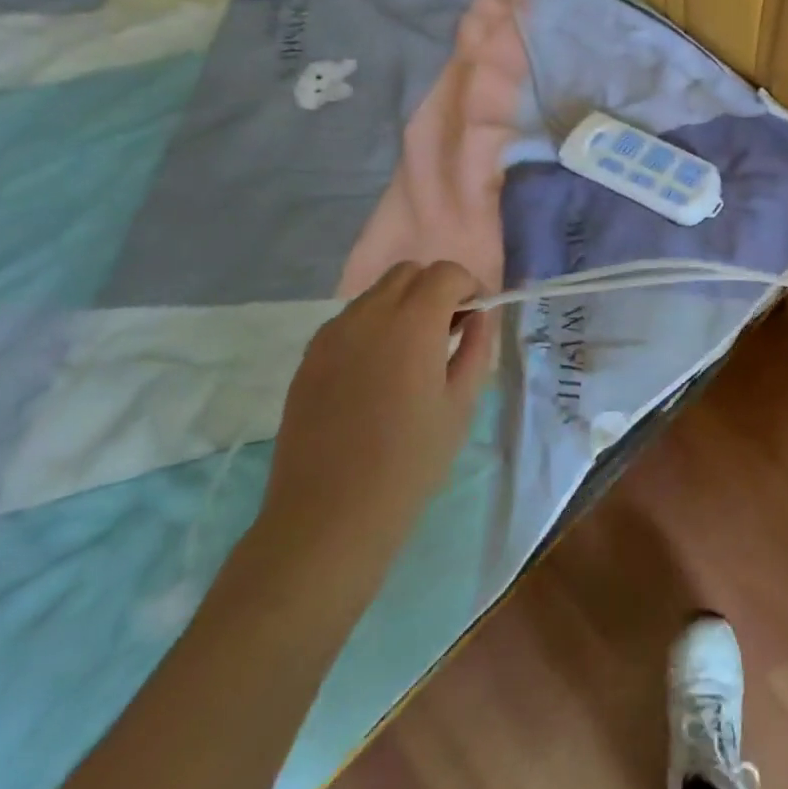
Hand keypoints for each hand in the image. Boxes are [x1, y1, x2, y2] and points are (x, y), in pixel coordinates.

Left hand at [256, 261, 496, 590]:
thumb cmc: (410, 462)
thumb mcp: (461, 404)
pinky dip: (374, 326)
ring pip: (376, 294)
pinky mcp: (309, 358)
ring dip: (403, 305)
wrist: (329, 516)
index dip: (469, 286)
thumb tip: (478, 318)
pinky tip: (379, 372)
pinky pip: (350, 321)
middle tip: (449, 330)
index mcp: (412, 323)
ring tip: (414, 353)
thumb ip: (476, 348)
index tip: (477, 318)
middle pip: (408, 273)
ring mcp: (332, 335)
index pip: (446, 273)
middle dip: (436, 289)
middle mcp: (368, 316)